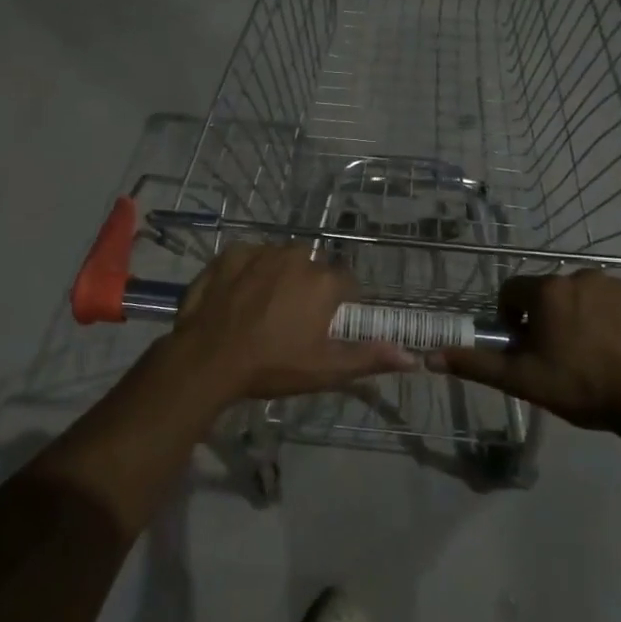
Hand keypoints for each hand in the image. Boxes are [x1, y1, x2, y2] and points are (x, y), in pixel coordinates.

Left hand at [167, 245, 416, 404]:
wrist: (208, 358)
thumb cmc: (273, 366)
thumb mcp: (325, 369)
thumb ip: (369, 357)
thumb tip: (412, 358)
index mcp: (324, 282)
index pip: (346, 283)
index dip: (339, 303)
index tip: (325, 324)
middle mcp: (297, 257)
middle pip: (313, 267)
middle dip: (308, 286)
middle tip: (292, 319)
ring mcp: (261, 252)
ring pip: (281, 258)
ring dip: (279, 275)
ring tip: (263, 307)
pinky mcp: (230, 253)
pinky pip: (249, 256)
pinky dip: (249, 270)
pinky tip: (239, 295)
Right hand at [432, 271, 620, 444]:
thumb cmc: (582, 387)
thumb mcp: (523, 381)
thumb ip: (476, 365)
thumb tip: (429, 357)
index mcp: (548, 292)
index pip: (513, 291)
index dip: (512, 318)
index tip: (525, 346)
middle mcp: (582, 277)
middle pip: (552, 294)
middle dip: (550, 319)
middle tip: (560, 357)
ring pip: (588, 298)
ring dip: (583, 318)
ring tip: (595, 357)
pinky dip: (618, 323)